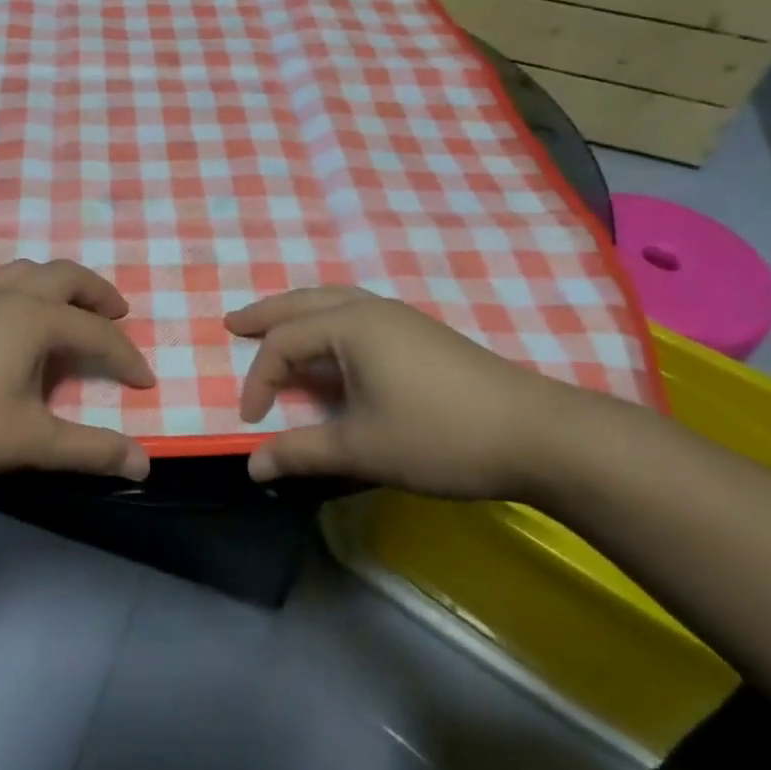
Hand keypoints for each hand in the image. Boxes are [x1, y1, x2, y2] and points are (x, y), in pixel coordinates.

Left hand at [0, 259, 155, 482]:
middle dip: (98, 294)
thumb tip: (144, 462)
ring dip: (61, 286)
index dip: (126, 357)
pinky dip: (30, 293)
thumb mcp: (30, 441)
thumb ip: (90, 450)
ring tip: (72, 311)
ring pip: (29, 272)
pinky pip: (4, 286)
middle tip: (118, 315)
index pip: (97, 332)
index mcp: (35, 319)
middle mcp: (9, 297)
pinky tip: (20, 328)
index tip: (145, 382)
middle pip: (66, 276)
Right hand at [226, 287, 591, 497]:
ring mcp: (401, 319)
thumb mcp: (361, 448)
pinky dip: (327, 322)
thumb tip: (251, 467)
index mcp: (351, 327)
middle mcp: (372, 310)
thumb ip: (301, 452)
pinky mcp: (421, 335)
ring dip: (297, 313)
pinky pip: (357, 315)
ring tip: (273, 325)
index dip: (258, 381)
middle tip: (232, 322)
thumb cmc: (440, 436)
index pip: (284, 344)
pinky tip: (330, 346)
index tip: (251, 421)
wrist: (538, 435)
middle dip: (265, 314)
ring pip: (334, 302)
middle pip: (304, 302)